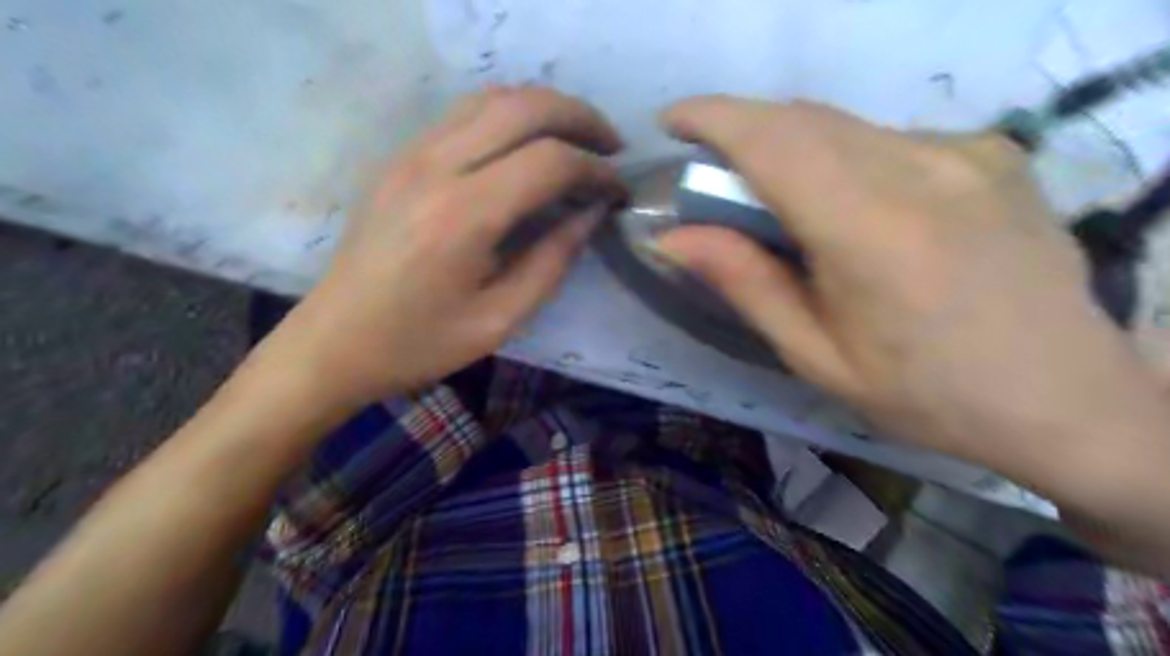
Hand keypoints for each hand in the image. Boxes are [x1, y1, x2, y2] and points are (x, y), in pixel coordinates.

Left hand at [271, 86, 630, 403]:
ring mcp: (411, 155)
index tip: (619, 190)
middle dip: (580, 119)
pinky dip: (509, 116)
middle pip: (524, 107)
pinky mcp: (399, 159)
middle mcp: (435, 167)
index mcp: (463, 216)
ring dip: (545, 109)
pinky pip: (464, 114)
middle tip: (612, 147)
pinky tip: (528, 146)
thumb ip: (553, 261)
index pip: (549, 161)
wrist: (333, 342)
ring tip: (578, 140)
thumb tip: (591, 214)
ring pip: (492, 98)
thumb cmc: (419, 343)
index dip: (596, 170)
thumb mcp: (500, 319)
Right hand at [657, 99, 1168, 478]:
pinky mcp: (993, 152)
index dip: (715, 118)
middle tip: (717, 178)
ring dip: (793, 148)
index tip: (674, 122)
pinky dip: (845, 158)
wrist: (1066, 399)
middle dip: (744, 132)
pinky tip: (855, 209)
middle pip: (805, 121)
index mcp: (871, 233)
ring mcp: (968, 153)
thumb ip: (745, 284)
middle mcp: (923, 171)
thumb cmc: (925, 395)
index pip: (775, 142)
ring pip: (845, 125)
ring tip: (782, 203)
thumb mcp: (816, 355)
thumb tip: (672, 238)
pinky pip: (889, 138)